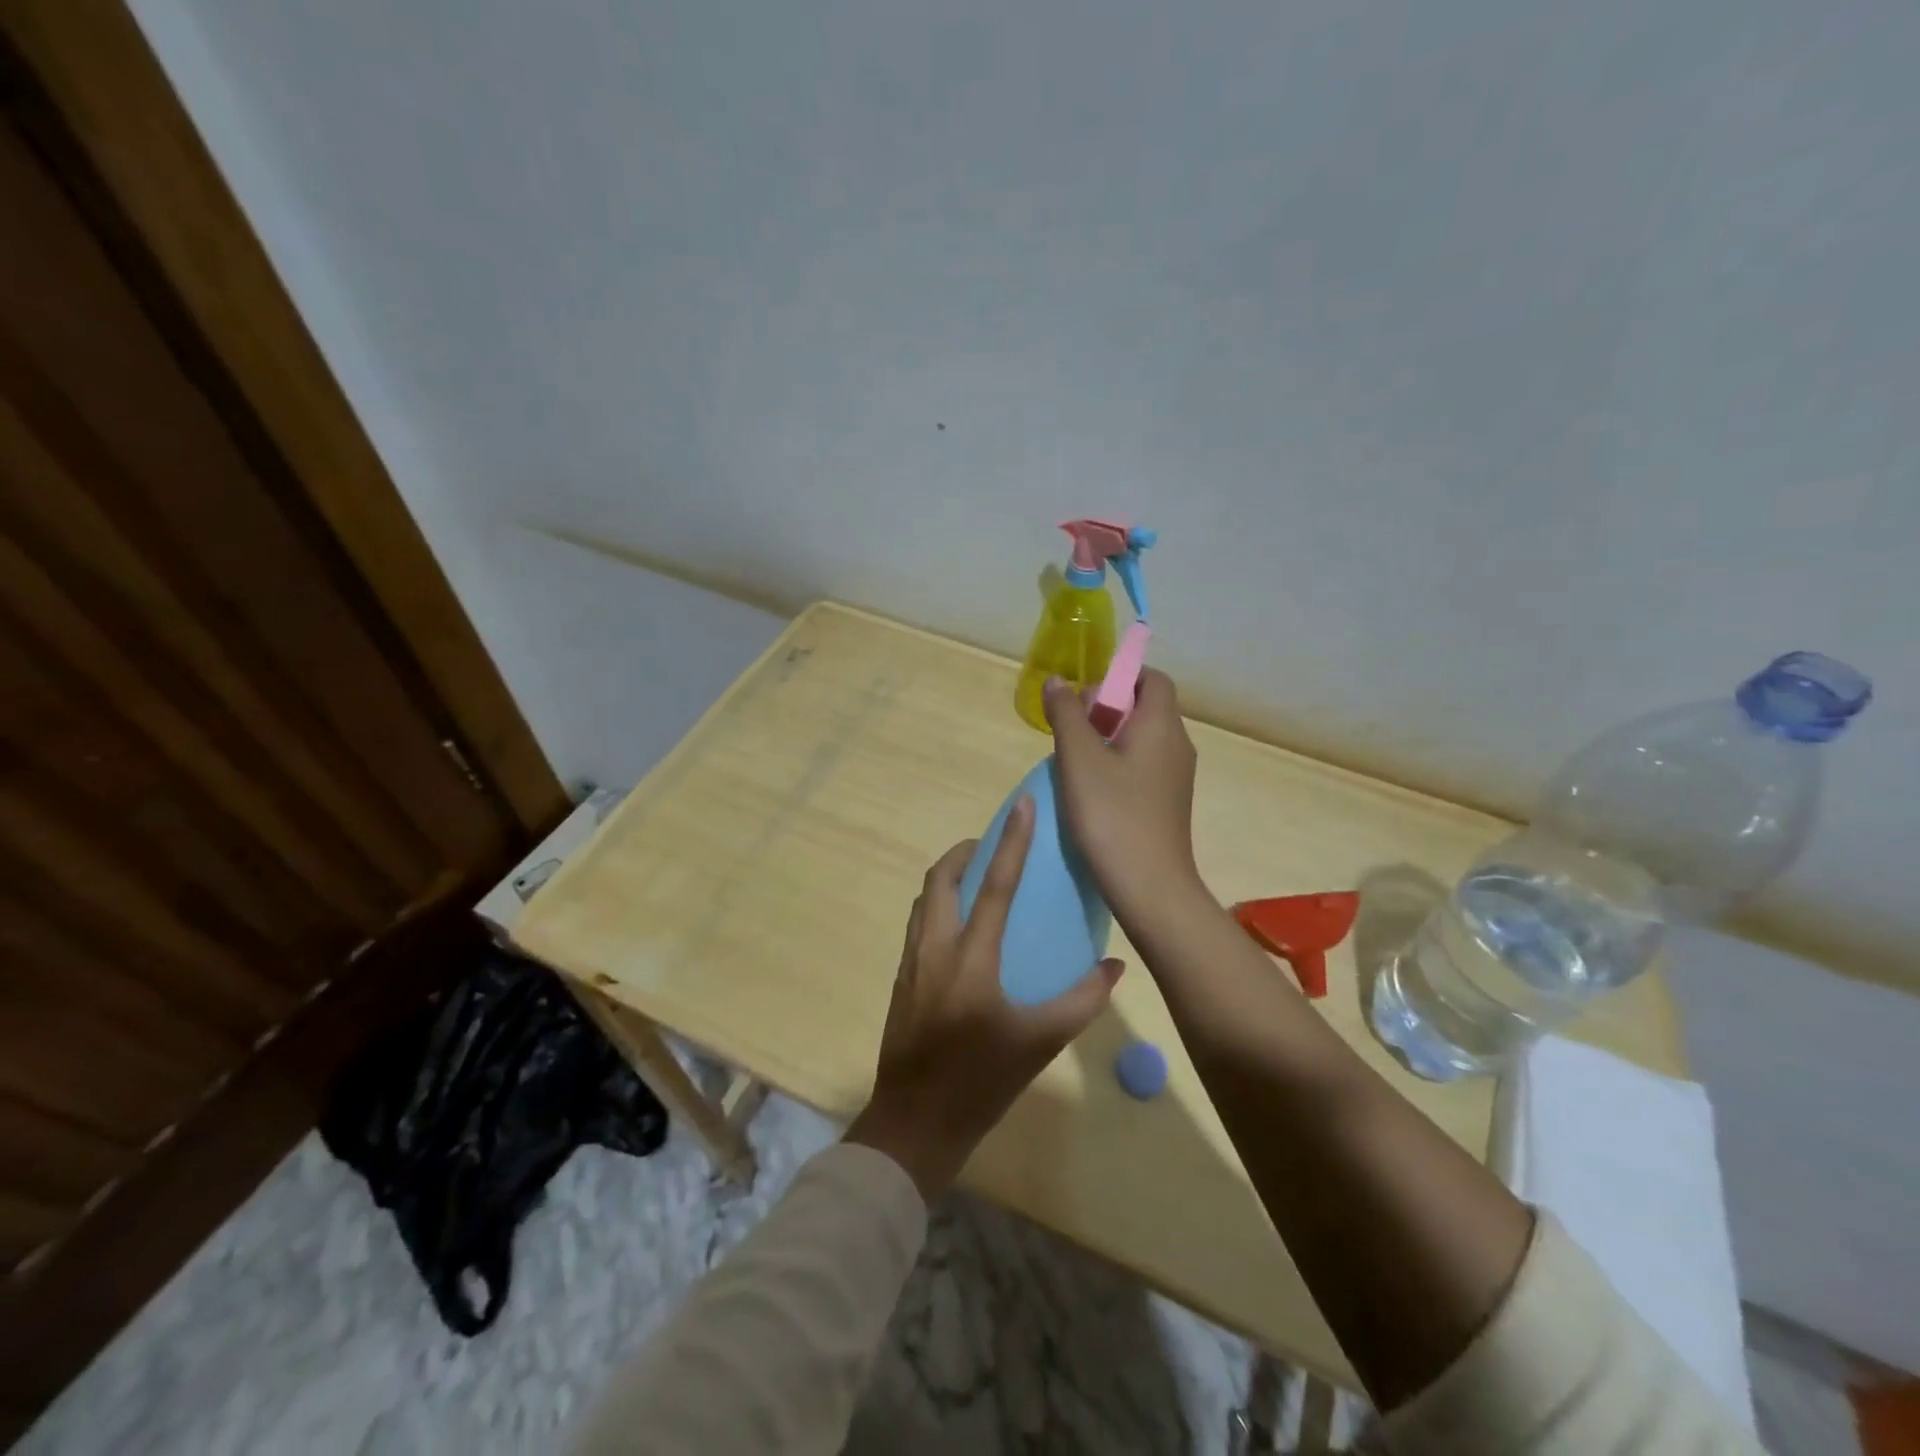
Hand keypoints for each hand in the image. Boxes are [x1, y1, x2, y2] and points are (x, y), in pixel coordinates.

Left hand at [845, 795, 1123, 1200]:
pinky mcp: (901, 981)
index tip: (1021, 806)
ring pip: (924, 900)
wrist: (914, 1123)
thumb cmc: (980, 1081)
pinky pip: (919, 925)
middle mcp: (935, 948)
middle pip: (940, 879)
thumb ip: (1081, 1001)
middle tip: (990, 846)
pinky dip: (938, 908)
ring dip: (947, 878)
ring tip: (975, 880)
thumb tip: (1115, 967)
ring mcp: (911, 963)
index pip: (994, 884)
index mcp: (970, 957)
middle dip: (964, 852)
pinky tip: (960, 931)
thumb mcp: (1040, 1043)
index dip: (1011, 841)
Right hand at [1043, 670, 1203, 926]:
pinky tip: (1092, 791)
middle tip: (1071, 731)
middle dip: (1106, 709)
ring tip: (1075, 762)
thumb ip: (1066, 714)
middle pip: (1145, 707)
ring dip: (1109, 739)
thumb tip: (1057, 680)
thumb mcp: (1078, 759)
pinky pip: (1143, 766)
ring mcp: (1176, 776)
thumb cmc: (1112, 815)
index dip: (1119, 677)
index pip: (1151, 679)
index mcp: (1161, 725)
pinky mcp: (1168, 803)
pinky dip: (1118, 765)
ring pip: (1142, 739)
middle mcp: (1177, 744)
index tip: (1084, 698)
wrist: (1150, 888)